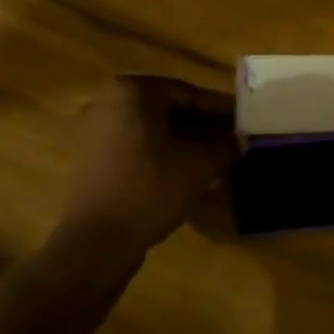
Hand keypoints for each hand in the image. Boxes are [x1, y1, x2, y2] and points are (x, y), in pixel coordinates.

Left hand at [60, 76, 236, 250]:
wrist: (95, 243)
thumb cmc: (149, 190)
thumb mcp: (198, 166)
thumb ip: (225, 147)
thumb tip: (241, 141)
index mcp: (132, 91)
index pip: (189, 94)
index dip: (220, 110)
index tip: (244, 121)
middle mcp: (108, 101)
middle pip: (168, 109)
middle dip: (202, 125)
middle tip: (232, 139)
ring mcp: (94, 129)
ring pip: (152, 128)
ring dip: (183, 140)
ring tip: (214, 156)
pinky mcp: (90, 157)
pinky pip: (135, 145)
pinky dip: (160, 153)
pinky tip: (185, 170)